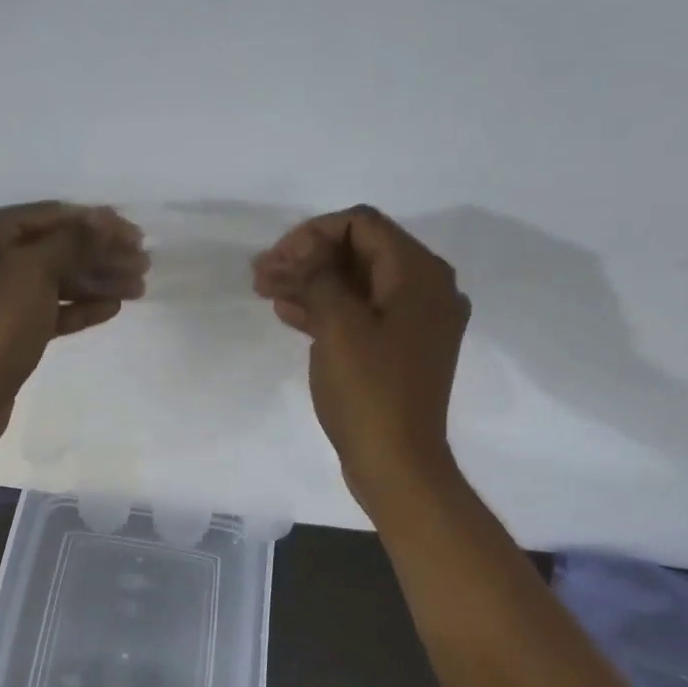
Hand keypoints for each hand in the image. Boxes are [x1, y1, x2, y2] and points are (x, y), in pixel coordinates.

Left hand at [0, 202, 146, 447]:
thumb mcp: (33, 272)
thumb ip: (73, 242)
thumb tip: (104, 220)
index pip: (51, 215)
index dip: (96, 223)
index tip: (135, 234)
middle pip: (56, 248)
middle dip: (101, 254)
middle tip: (143, 264)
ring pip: (57, 280)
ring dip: (97, 281)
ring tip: (139, 288)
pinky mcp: (10, 329)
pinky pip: (51, 309)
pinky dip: (80, 308)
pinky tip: (113, 308)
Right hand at [253, 206, 469, 514]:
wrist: (396, 461)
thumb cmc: (368, 391)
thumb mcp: (339, 326)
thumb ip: (320, 277)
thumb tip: (307, 252)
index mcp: (420, 274)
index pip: (363, 224)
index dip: (313, 233)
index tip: (277, 257)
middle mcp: (426, 289)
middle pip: (360, 253)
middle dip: (308, 258)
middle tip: (261, 273)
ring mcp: (414, 322)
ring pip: (357, 285)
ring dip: (312, 283)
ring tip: (265, 290)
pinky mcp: (399, 349)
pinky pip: (362, 315)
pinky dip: (327, 309)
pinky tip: (289, 313)